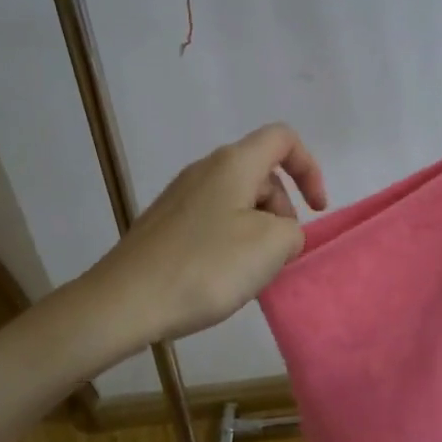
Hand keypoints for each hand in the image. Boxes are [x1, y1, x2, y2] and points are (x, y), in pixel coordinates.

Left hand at [80, 123, 327, 345]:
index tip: (316, 210)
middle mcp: (205, 169)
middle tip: (280, 255)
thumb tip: (279, 232)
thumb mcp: (272, 245)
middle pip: (262, 174)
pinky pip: (213, 220)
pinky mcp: (164, 223)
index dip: (310, 168)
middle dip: (284, 210)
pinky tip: (221, 277)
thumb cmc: (206, 266)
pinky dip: (231, 241)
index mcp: (233, 163)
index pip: (283, 139)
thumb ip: (293, 230)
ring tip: (251, 272)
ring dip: (259, 230)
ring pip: (238, 200)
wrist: (125, 302)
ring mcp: (180, 196)